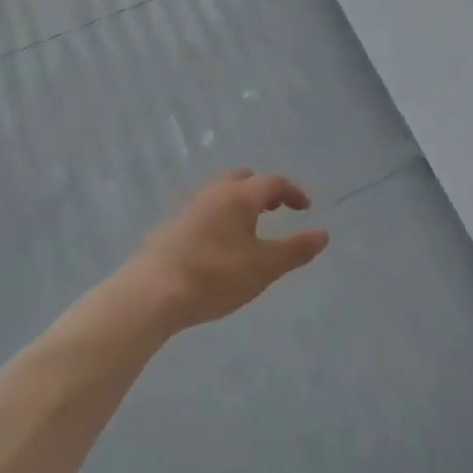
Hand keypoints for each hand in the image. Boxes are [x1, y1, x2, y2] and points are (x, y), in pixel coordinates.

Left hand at [133, 170, 328, 330]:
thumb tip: (324, 234)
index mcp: (240, 195)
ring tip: (247, 228)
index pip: (273, 182)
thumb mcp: (264, 268)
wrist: (149, 294)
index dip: (293, 192)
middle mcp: (213, 192)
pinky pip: (202, 210)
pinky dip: (218, 216)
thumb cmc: (215, 276)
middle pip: (243, 178)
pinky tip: (216, 244)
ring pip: (219, 193)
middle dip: (263, 189)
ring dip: (238, 202)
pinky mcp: (168, 227)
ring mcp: (187, 207)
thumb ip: (296, 249)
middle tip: (275, 208)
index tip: (305, 207)